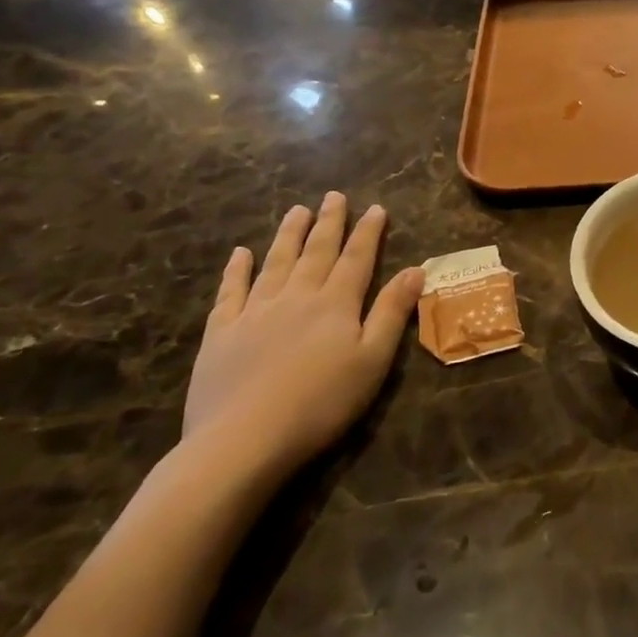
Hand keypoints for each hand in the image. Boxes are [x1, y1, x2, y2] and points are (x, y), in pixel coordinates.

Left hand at [184, 194, 423, 477]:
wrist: (243, 440)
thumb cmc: (322, 403)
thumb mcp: (372, 360)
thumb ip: (391, 312)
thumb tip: (416, 269)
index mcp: (336, 303)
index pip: (357, 258)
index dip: (368, 232)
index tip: (375, 207)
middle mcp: (297, 296)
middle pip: (316, 251)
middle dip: (329, 222)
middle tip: (334, 196)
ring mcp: (255, 311)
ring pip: (276, 262)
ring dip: (288, 234)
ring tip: (297, 210)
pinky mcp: (221, 332)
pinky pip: (231, 291)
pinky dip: (237, 269)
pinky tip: (240, 253)